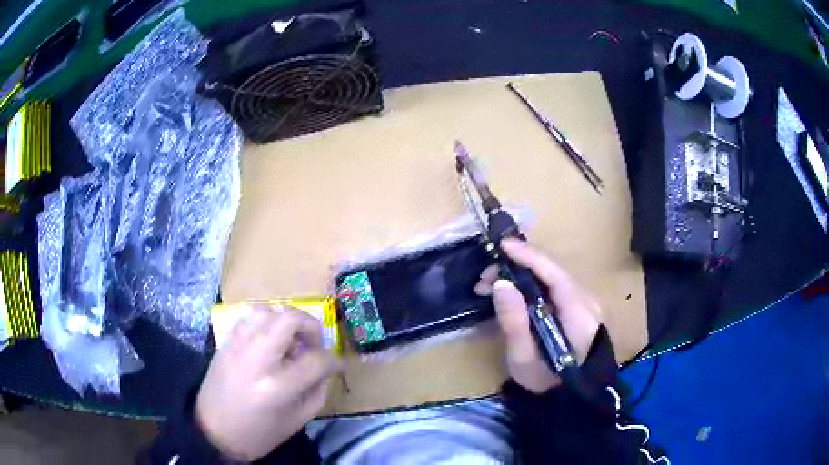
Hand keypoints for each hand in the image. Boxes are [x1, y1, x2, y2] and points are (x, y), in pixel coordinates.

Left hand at [195, 306, 339, 460]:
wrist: (213, 431)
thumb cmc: (259, 434)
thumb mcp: (297, 421)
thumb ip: (317, 391)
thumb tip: (326, 368)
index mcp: (277, 387)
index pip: (315, 360)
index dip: (333, 361)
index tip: (336, 365)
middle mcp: (256, 359)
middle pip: (289, 319)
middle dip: (311, 327)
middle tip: (314, 344)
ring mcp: (237, 346)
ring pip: (267, 311)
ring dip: (286, 322)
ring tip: (290, 341)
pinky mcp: (225, 342)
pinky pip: (248, 317)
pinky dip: (265, 322)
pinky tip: (268, 340)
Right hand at [476, 238, 600, 392]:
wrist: (570, 395)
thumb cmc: (545, 381)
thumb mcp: (524, 358)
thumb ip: (514, 321)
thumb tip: (500, 283)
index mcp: (579, 314)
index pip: (555, 274)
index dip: (529, 256)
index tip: (502, 245)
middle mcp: (586, 301)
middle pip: (553, 271)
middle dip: (517, 266)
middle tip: (484, 277)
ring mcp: (584, 303)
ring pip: (551, 276)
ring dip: (520, 274)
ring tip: (489, 286)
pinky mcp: (576, 307)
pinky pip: (552, 286)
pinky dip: (529, 284)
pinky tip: (509, 291)